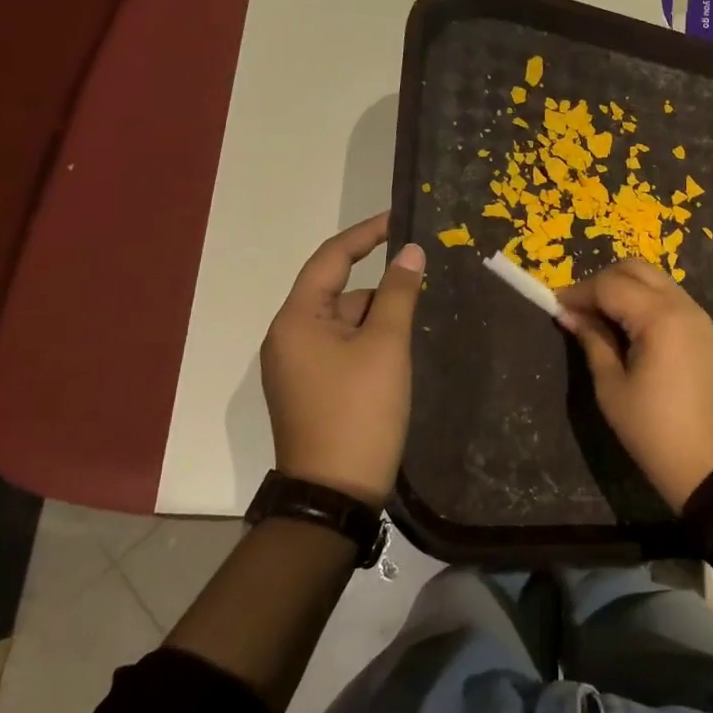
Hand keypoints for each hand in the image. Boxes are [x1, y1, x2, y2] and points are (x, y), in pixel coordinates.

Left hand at [261, 213, 425, 507]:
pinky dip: (369, 343)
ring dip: (377, 320)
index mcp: (296, 320)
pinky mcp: (310, 391)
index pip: (331, 258)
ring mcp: (296, 368)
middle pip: (339, 294)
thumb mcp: (386, 345)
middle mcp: (288, 338)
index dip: (366, 235)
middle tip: (424, 287)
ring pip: (343, 325)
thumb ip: (399, 293)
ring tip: (416, 329)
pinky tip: (398, 356)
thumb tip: (410, 252)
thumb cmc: (360, 411)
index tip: (399, 220)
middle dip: (380, 290)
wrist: (335, 493)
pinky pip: (341, 350)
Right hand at [557, 259, 712, 511]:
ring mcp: (700, 318)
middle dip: (602, 281)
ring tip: (599, 319)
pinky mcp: (707, 334)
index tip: (554, 306)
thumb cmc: (656, 432)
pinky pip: (671, 300)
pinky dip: (645, 302)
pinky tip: (627, 329)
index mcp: (659, 316)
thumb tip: (570, 314)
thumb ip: (592, 342)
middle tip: (578, 309)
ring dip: (625, 289)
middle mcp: (683, 305)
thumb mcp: (613, 389)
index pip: (610, 285)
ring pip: (656, 281)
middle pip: (636, 269)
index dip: (578, 292)